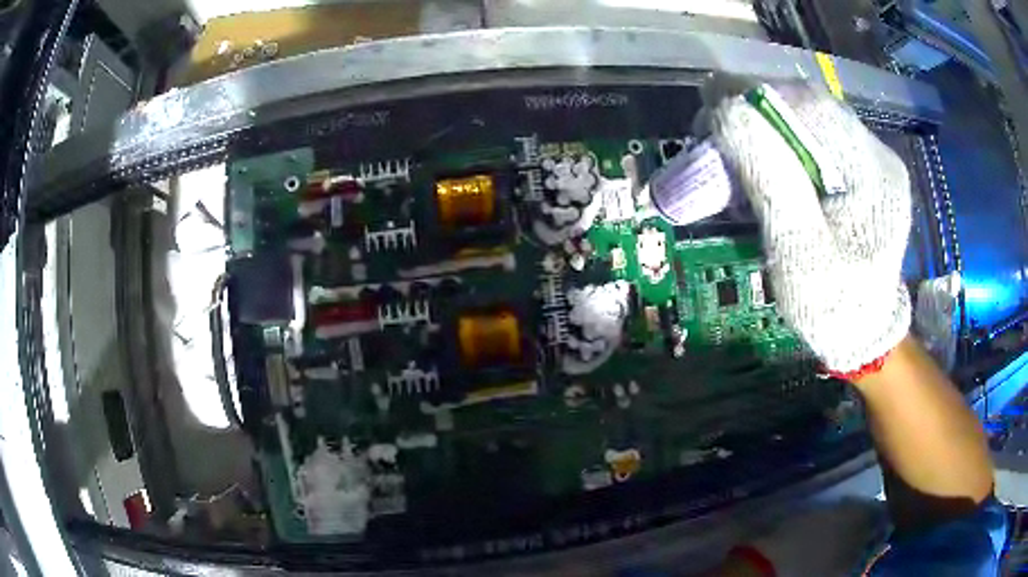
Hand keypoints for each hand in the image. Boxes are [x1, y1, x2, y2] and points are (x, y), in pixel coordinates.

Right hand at [709, 84, 911, 372]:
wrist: (864, 332)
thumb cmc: (833, 307)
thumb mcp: (800, 255)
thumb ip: (772, 181)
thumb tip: (730, 111)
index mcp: (873, 173)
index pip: (811, 107)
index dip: (755, 100)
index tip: (710, 117)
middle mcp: (875, 152)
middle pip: (808, 105)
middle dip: (755, 111)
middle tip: (715, 137)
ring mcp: (869, 158)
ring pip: (807, 116)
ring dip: (764, 124)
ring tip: (734, 151)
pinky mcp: (858, 168)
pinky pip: (813, 136)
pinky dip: (778, 141)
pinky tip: (764, 164)